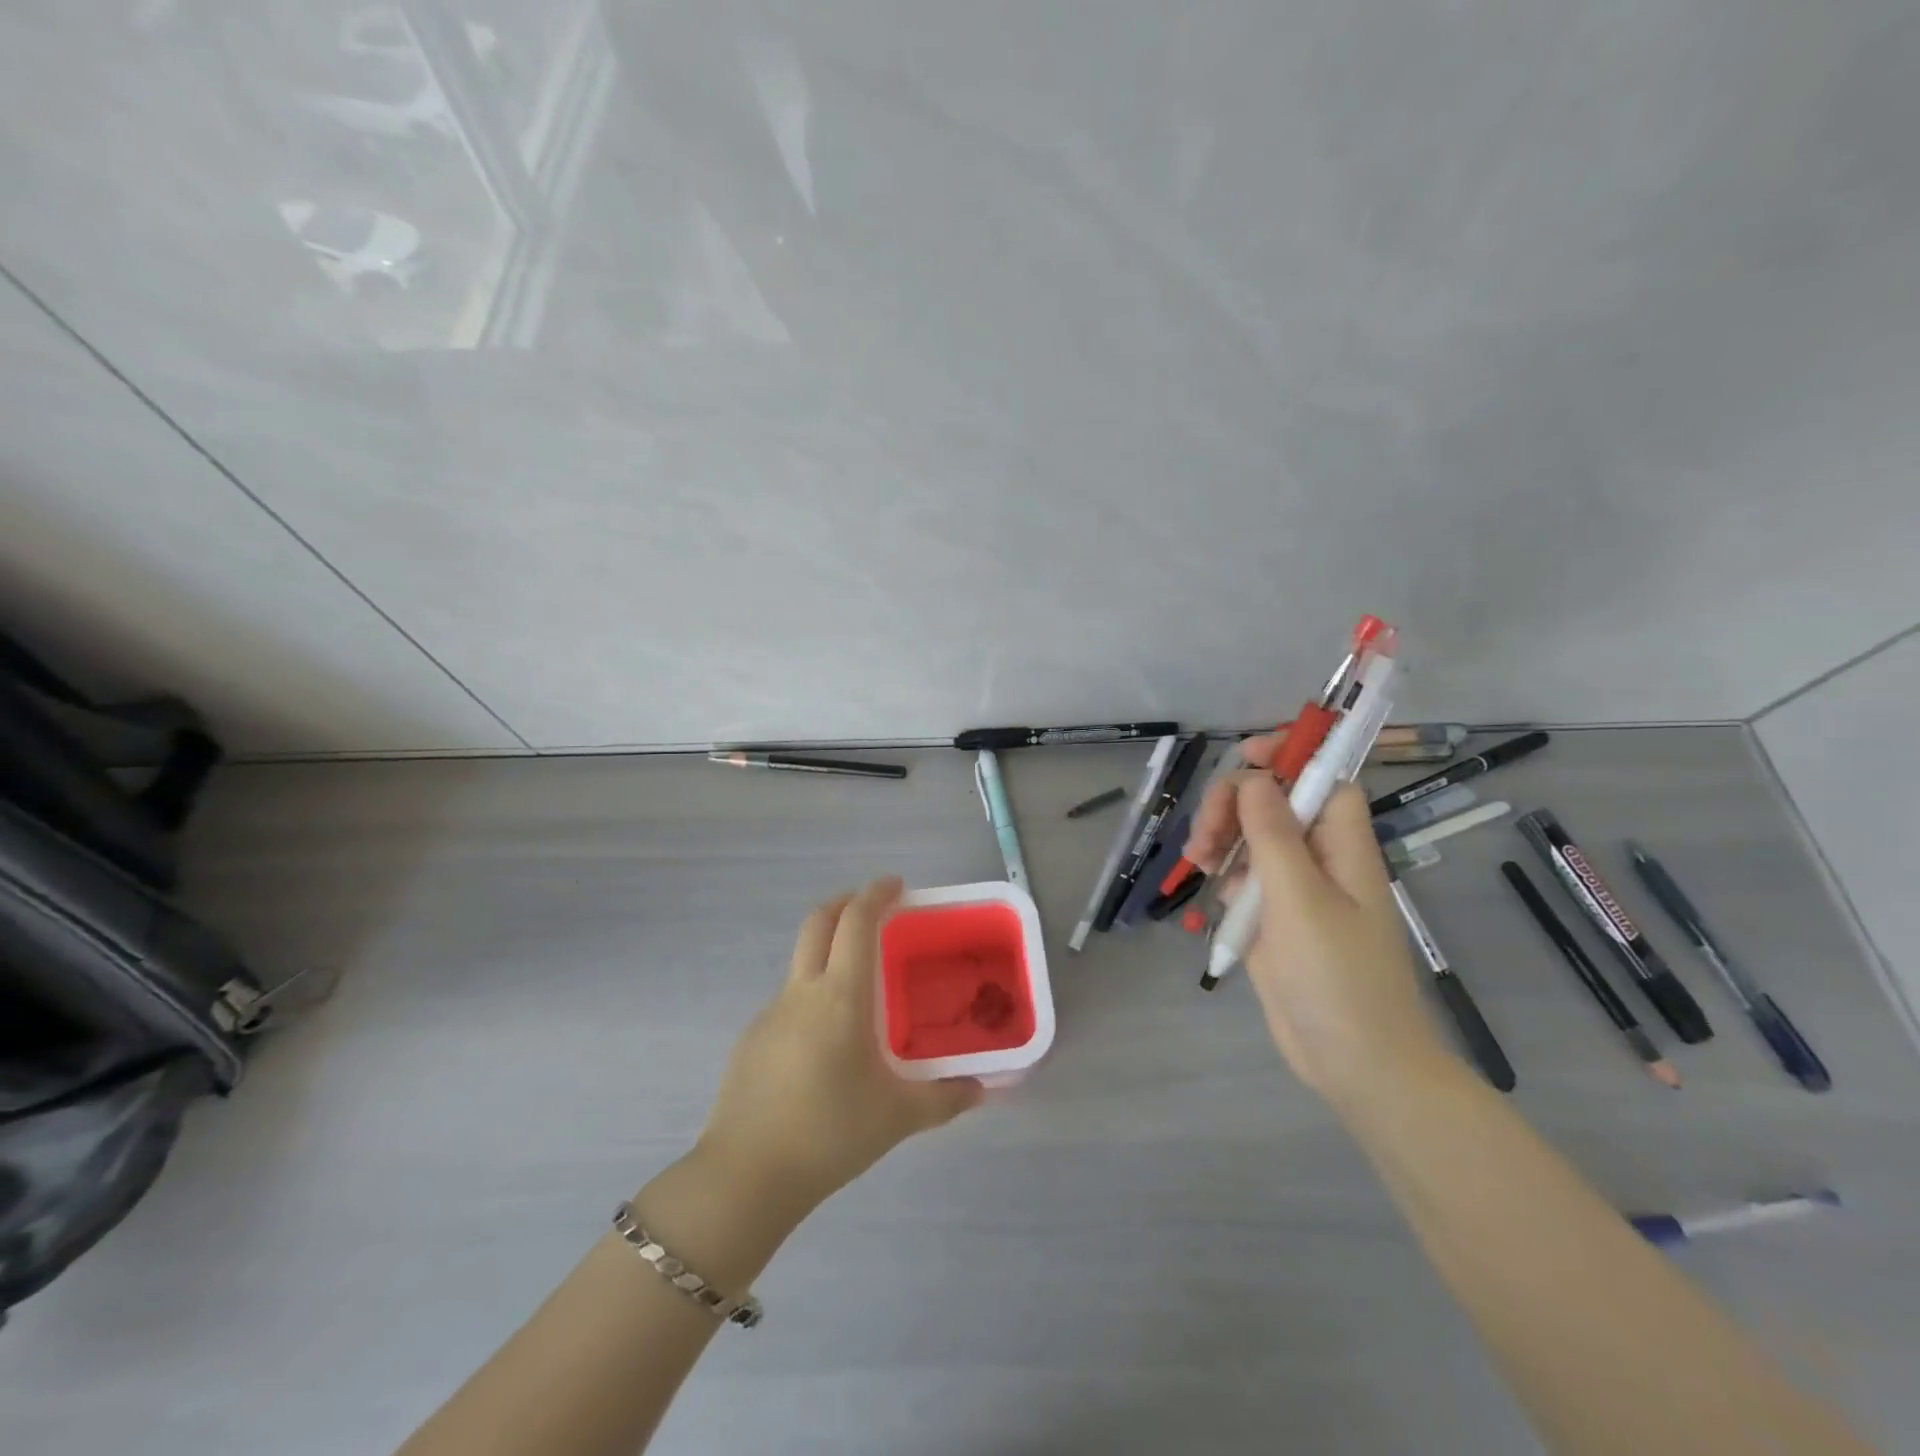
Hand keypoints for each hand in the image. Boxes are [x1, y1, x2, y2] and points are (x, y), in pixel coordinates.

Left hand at [696, 877, 981, 1214]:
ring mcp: (770, 1014)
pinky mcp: (751, 1040)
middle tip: (872, 909)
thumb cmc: (830, 1133)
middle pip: (817, 922)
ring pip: (800, 961)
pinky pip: (788, 1001)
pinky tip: (825, 1044)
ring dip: (827, 950)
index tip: (895, 884)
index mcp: (840, 996)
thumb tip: (983, 1088)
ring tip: (858, 988)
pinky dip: (811, 995)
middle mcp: (802, 992)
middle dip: (844, 903)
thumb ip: (945, 1098)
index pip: (855, 923)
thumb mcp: (898, 1117)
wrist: (746, 1176)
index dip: (875, 894)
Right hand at [1185, 736, 1449, 1103]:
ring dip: (1220, 838)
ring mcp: (1296, 890)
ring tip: (1196, 862)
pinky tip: (1211, 891)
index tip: (1243, 756)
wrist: (1354, 1063)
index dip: (1288, 758)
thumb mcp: (1299, 899)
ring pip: (1252, 839)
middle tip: (1204, 835)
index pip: (1321, 779)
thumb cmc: (1336, 977)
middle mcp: (1320, 859)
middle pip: (1274, 805)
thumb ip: (1274, 835)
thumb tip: (1255, 779)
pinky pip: (1243, 878)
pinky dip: (1223, 875)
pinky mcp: (1274, 919)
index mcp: (1343, 846)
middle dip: (1234, 806)